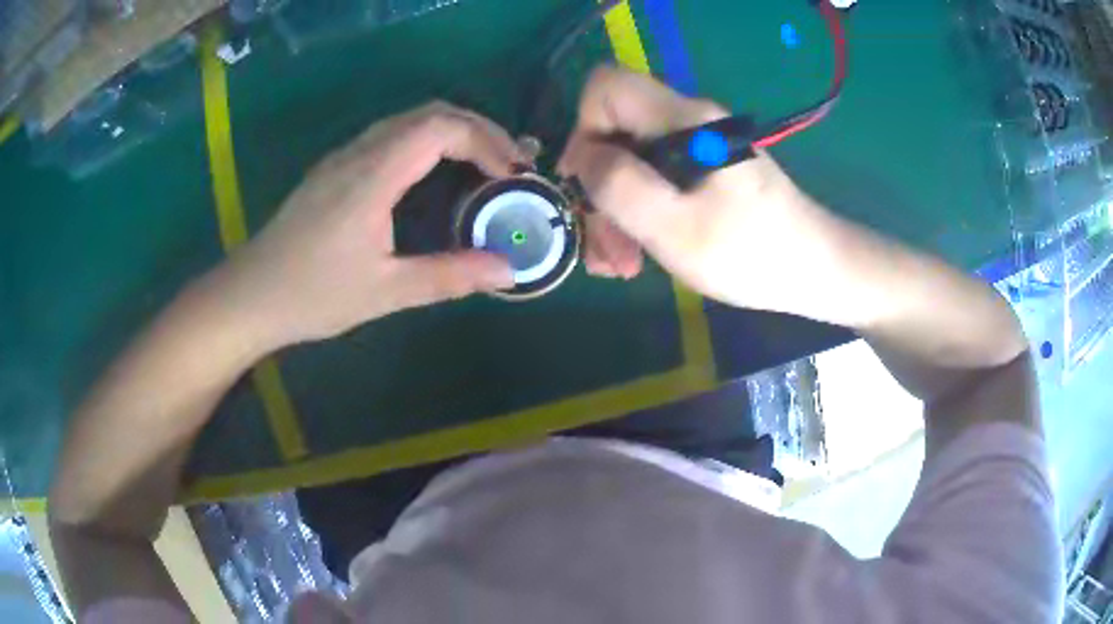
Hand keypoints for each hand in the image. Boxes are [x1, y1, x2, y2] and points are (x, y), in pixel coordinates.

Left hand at [214, 102, 521, 348]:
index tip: (513, 175)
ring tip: (485, 164)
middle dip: (480, 130)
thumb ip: (449, 277)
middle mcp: (360, 151)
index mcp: (371, 175)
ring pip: (411, 120)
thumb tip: (507, 270)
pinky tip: (439, 172)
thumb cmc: (312, 295)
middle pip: (431, 113)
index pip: (440, 127)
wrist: (251, 295)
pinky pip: (394, 135)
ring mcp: (345, 156)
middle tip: (511, 165)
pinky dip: (430, 141)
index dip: (486, 141)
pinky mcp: (337, 167)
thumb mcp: (385, 292)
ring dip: (455, 132)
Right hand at [559, 67, 840, 318]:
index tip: (586, 183)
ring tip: (620, 264)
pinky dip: (639, 211)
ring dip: (616, 208)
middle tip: (605, 246)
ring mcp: (698, 144)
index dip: (584, 128)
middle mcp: (689, 121)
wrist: (815, 270)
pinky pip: (655, 176)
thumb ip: (621, 187)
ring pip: (632, 158)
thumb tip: (583, 156)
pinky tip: (638, 254)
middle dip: (599, 185)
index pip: (607, 86)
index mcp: (685, 120)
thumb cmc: (752, 253)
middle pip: (616, 128)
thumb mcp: (676, 228)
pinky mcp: (705, 168)